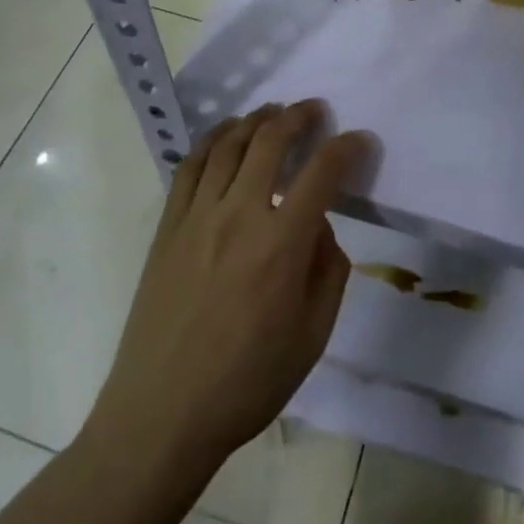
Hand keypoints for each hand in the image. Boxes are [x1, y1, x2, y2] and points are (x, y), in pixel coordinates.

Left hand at [84, 101, 372, 480]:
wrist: (162, 413)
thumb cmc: (247, 383)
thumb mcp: (312, 337)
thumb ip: (328, 272)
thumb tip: (319, 228)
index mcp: (282, 244)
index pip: (322, 173)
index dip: (347, 148)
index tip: (360, 140)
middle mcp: (239, 215)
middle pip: (270, 141)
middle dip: (298, 117)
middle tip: (314, 110)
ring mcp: (197, 216)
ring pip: (228, 145)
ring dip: (255, 120)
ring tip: (272, 112)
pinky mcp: (167, 227)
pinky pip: (190, 167)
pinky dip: (211, 141)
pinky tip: (224, 137)